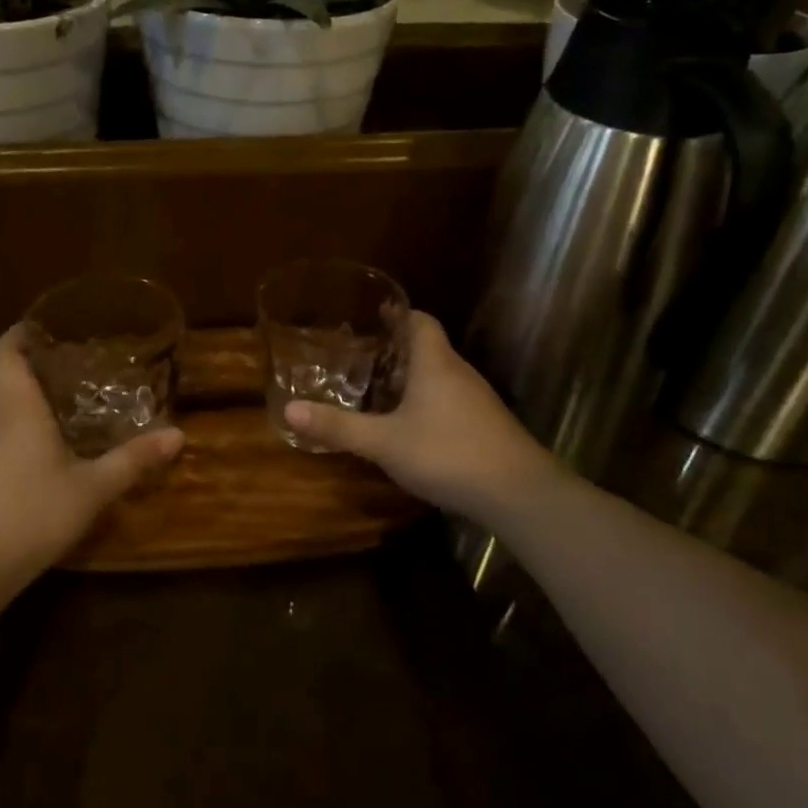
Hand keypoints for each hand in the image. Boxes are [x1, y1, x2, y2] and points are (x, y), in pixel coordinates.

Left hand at [0, 324, 184, 624]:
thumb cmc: (31, 513)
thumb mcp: (92, 488)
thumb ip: (134, 459)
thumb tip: (179, 435)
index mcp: (15, 405)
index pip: (5, 350)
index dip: (21, 332)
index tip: (48, 324)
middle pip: (5, 377)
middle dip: (37, 365)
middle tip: (79, 363)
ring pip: (1, 408)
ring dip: (29, 399)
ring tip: (71, 401)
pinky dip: (21, 427)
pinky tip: (49, 448)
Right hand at [283, 311, 567, 525]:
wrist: (518, 493)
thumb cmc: (447, 453)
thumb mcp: (384, 442)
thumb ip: (338, 427)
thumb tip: (288, 410)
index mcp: (434, 363)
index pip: (420, 320)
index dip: (398, 313)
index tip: (373, 314)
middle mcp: (458, 372)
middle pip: (428, 347)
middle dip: (396, 348)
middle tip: (362, 355)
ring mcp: (477, 400)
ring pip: (440, 376)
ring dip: (412, 377)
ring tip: (378, 388)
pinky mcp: (485, 425)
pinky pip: (450, 400)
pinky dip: (427, 402)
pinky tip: (410, 425)